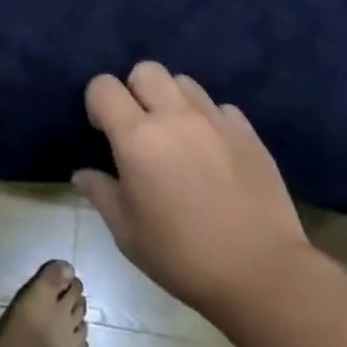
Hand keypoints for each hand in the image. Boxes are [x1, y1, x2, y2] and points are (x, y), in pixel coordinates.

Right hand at [73, 61, 310, 324]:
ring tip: (178, 134)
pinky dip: (210, 119)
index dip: (97, 103)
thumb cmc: (184, 257)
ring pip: (183, 82)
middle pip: (145, 70)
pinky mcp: (247, 132)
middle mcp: (174, 116)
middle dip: (135, 90)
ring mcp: (214, 120)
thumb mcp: (128, 234)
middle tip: (141, 127)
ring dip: (172, 100)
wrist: (264, 276)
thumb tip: (82, 174)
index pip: (103, 86)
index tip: (104, 131)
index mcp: (137, 137)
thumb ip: (101, 194)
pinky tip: (213, 150)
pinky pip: (219, 107)